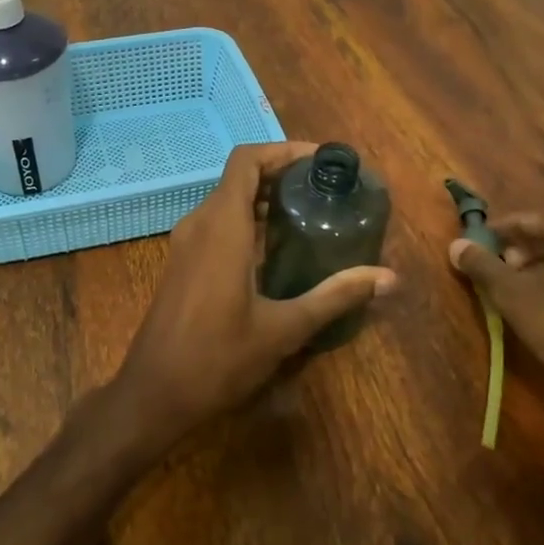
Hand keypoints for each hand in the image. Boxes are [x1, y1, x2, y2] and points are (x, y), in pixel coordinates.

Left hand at [114, 141, 397, 445]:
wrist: (154, 394)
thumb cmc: (217, 358)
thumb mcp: (284, 329)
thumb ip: (335, 296)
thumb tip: (389, 278)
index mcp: (221, 227)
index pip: (246, 160)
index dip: (282, 150)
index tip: (320, 161)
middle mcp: (199, 224)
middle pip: (240, 177)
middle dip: (281, 174)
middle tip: (325, 188)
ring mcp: (186, 243)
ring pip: (227, 200)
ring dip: (264, 198)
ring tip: (309, 212)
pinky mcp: (183, 262)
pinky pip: (217, 223)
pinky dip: (247, 220)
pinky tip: (277, 247)